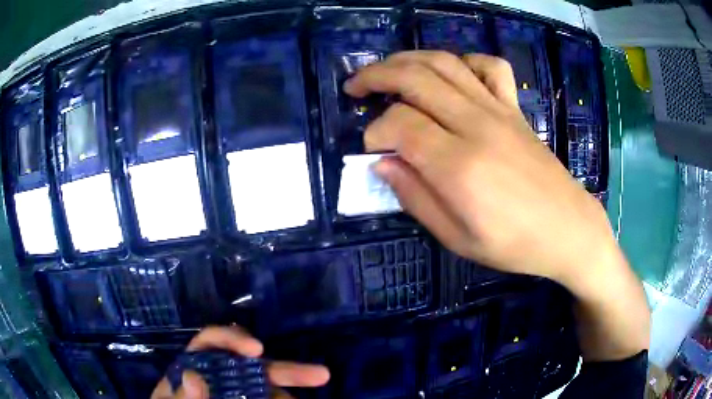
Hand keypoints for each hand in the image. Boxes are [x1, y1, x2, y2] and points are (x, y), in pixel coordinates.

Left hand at [151, 326, 329, 398]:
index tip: (258, 350)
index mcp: (194, 365)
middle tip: (320, 375)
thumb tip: (193, 375)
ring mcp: (236, 392)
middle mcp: (220, 375)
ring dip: (285, 394)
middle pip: (252, 366)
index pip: (212, 341)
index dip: (235, 339)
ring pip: (266, 388)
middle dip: (285, 369)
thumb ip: (182, 395)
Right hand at [345, 51, 648, 360]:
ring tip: (387, 70)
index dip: (375, 132)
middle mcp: (476, 125)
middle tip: (355, 87)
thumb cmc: (515, 244)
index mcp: (459, 165)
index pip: (400, 124)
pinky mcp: (515, 108)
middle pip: (415, 78)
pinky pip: (490, 66)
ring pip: (445, 63)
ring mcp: (499, 110)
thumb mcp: (457, 238)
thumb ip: (416, 198)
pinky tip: (452, 75)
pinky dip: (464, 60)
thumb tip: (383, 164)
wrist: (568, 229)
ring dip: (407, 60)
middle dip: (376, 76)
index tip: (371, 150)